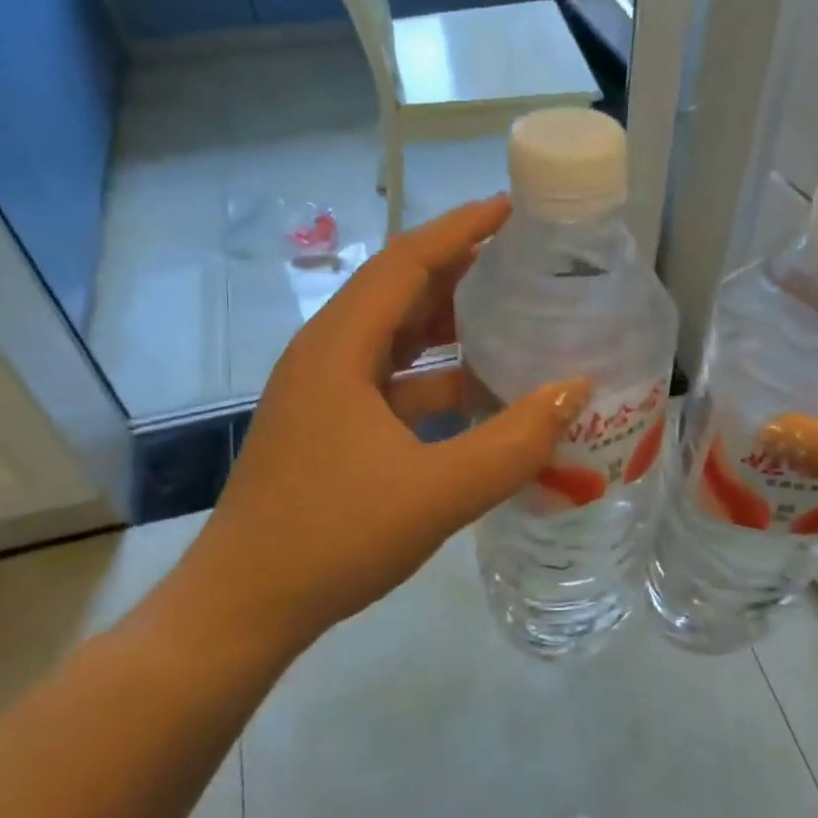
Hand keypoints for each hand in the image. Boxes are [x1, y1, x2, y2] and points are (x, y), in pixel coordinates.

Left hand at [187, 197, 588, 649]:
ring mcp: (325, 393)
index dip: (459, 230)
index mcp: (340, 348)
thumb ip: (513, 443)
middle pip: (400, 292)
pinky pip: (392, 382)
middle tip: (523, 263)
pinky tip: (479, 396)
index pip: (406, 262)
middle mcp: (327, 356)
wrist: (244, 608)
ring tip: (512, 319)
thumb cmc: (332, 537)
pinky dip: (436, 378)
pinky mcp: (329, 426)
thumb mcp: (436, 492)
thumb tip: (574, 391)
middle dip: (461, 271)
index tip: (510, 210)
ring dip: (450, 327)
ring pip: (396, 339)